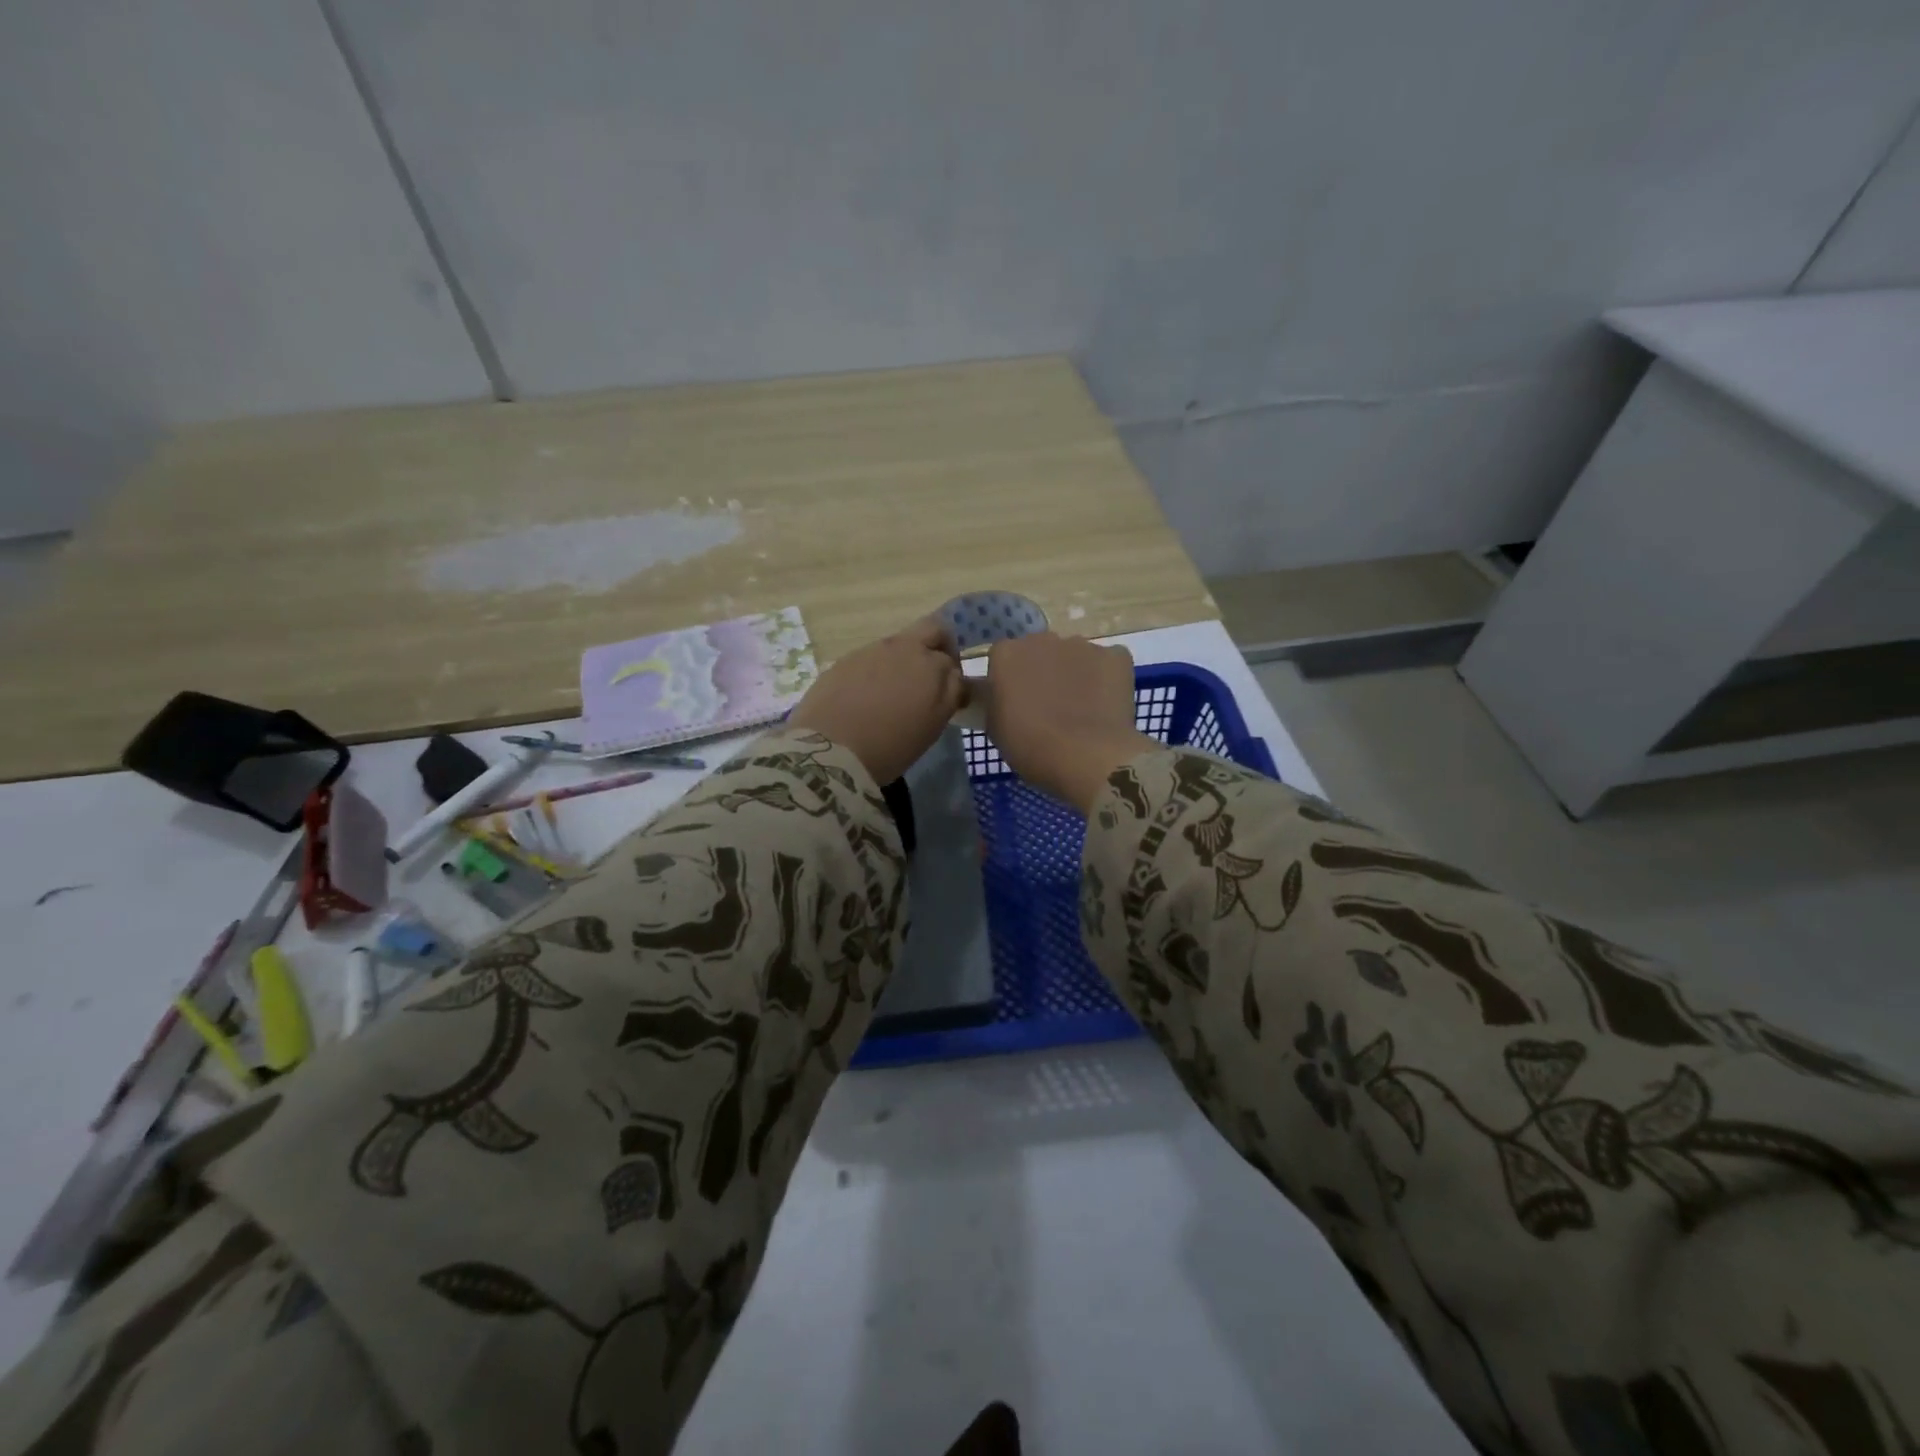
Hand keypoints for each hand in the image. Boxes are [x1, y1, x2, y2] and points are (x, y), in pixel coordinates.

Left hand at [788, 617, 965, 783]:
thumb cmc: (891, 744)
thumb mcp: (933, 725)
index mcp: (930, 664)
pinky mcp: (844, 661)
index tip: (947, 693)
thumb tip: (953, 678)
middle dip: (938, 645)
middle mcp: (902, 647)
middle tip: (931, 676)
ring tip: (894, 694)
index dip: (953, 675)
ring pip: (898, 645)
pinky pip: (870, 658)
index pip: (951, 658)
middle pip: (930, 630)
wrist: (831, 750)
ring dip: (903, 661)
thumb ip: (949, 694)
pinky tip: (867, 698)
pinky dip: (876, 671)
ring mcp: (870, 650)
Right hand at [985, 633, 1154, 811]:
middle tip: (1047, 707)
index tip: (1015, 704)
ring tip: (1081, 709)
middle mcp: (1042, 639)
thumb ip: (993, 702)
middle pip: (1039, 651)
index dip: (1010, 680)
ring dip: (1074, 674)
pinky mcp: (1116, 656)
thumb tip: (1000, 696)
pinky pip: (1107, 663)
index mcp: (1007, 654)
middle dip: (1042, 672)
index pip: (1003, 659)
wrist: (1085, 757)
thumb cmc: (1030, 746)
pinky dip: (1106, 679)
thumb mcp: (995, 728)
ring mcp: (1082, 645)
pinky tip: (1105, 705)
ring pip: (1074, 656)